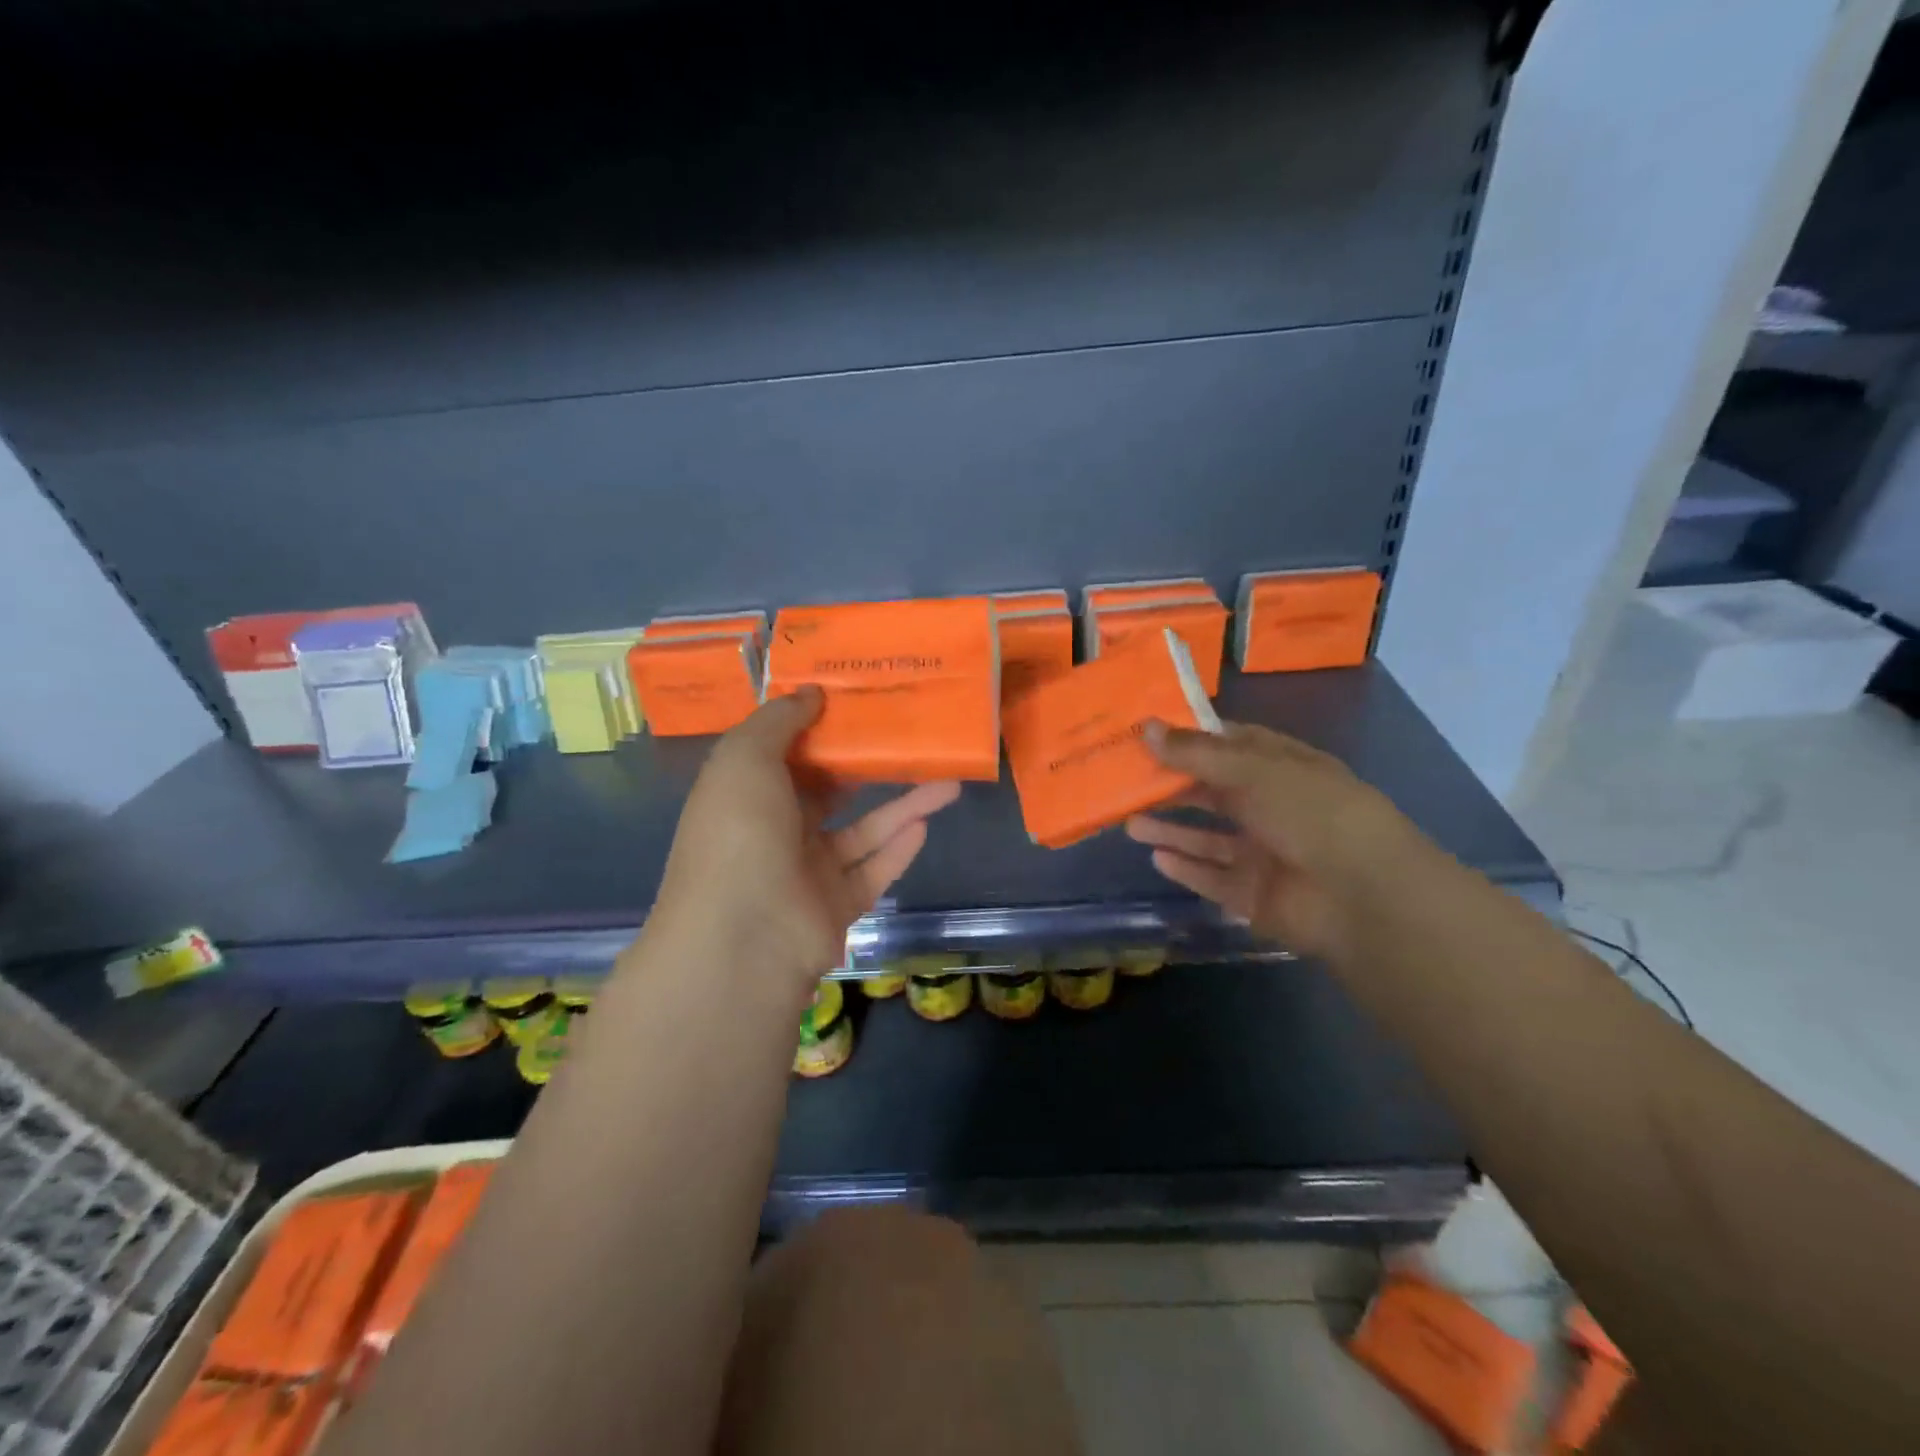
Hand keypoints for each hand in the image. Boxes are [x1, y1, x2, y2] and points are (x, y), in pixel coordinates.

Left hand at [645, 687, 960, 993]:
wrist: (745, 935)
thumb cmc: (739, 831)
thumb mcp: (746, 757)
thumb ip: (779, 720)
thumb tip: (812, 692)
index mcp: (745, 795)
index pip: (783, 754)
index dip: (816, 727)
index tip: (856, 701)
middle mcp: (774, 832)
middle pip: (828, 791)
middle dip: (865, 766)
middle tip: (908, 738)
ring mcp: (806, 872)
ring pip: (863, 831)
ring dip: (903, 806)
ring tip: (947, 779)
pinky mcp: (836, 905)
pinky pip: (873, 870)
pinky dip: (899, 848)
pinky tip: (927, 822)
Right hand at [1125, 720, 1428, 960]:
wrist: (1361, 895)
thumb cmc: (1312, 812)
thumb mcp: (1254, 769)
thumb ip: (1197, 753)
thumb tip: (1146, 729)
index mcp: (1282, 768)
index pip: (1231, 745)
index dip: (1191, 739)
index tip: (1145, 733)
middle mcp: (1272, 808)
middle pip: (1213, 793)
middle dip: (1172, 787)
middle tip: (1124, 781)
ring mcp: (1263, 854)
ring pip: (1207, 839)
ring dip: (1170, 830)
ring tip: (1128, 822)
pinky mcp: (1254, 895)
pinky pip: (1212, 878)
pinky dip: (1185, 868)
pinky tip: (1156, 857)